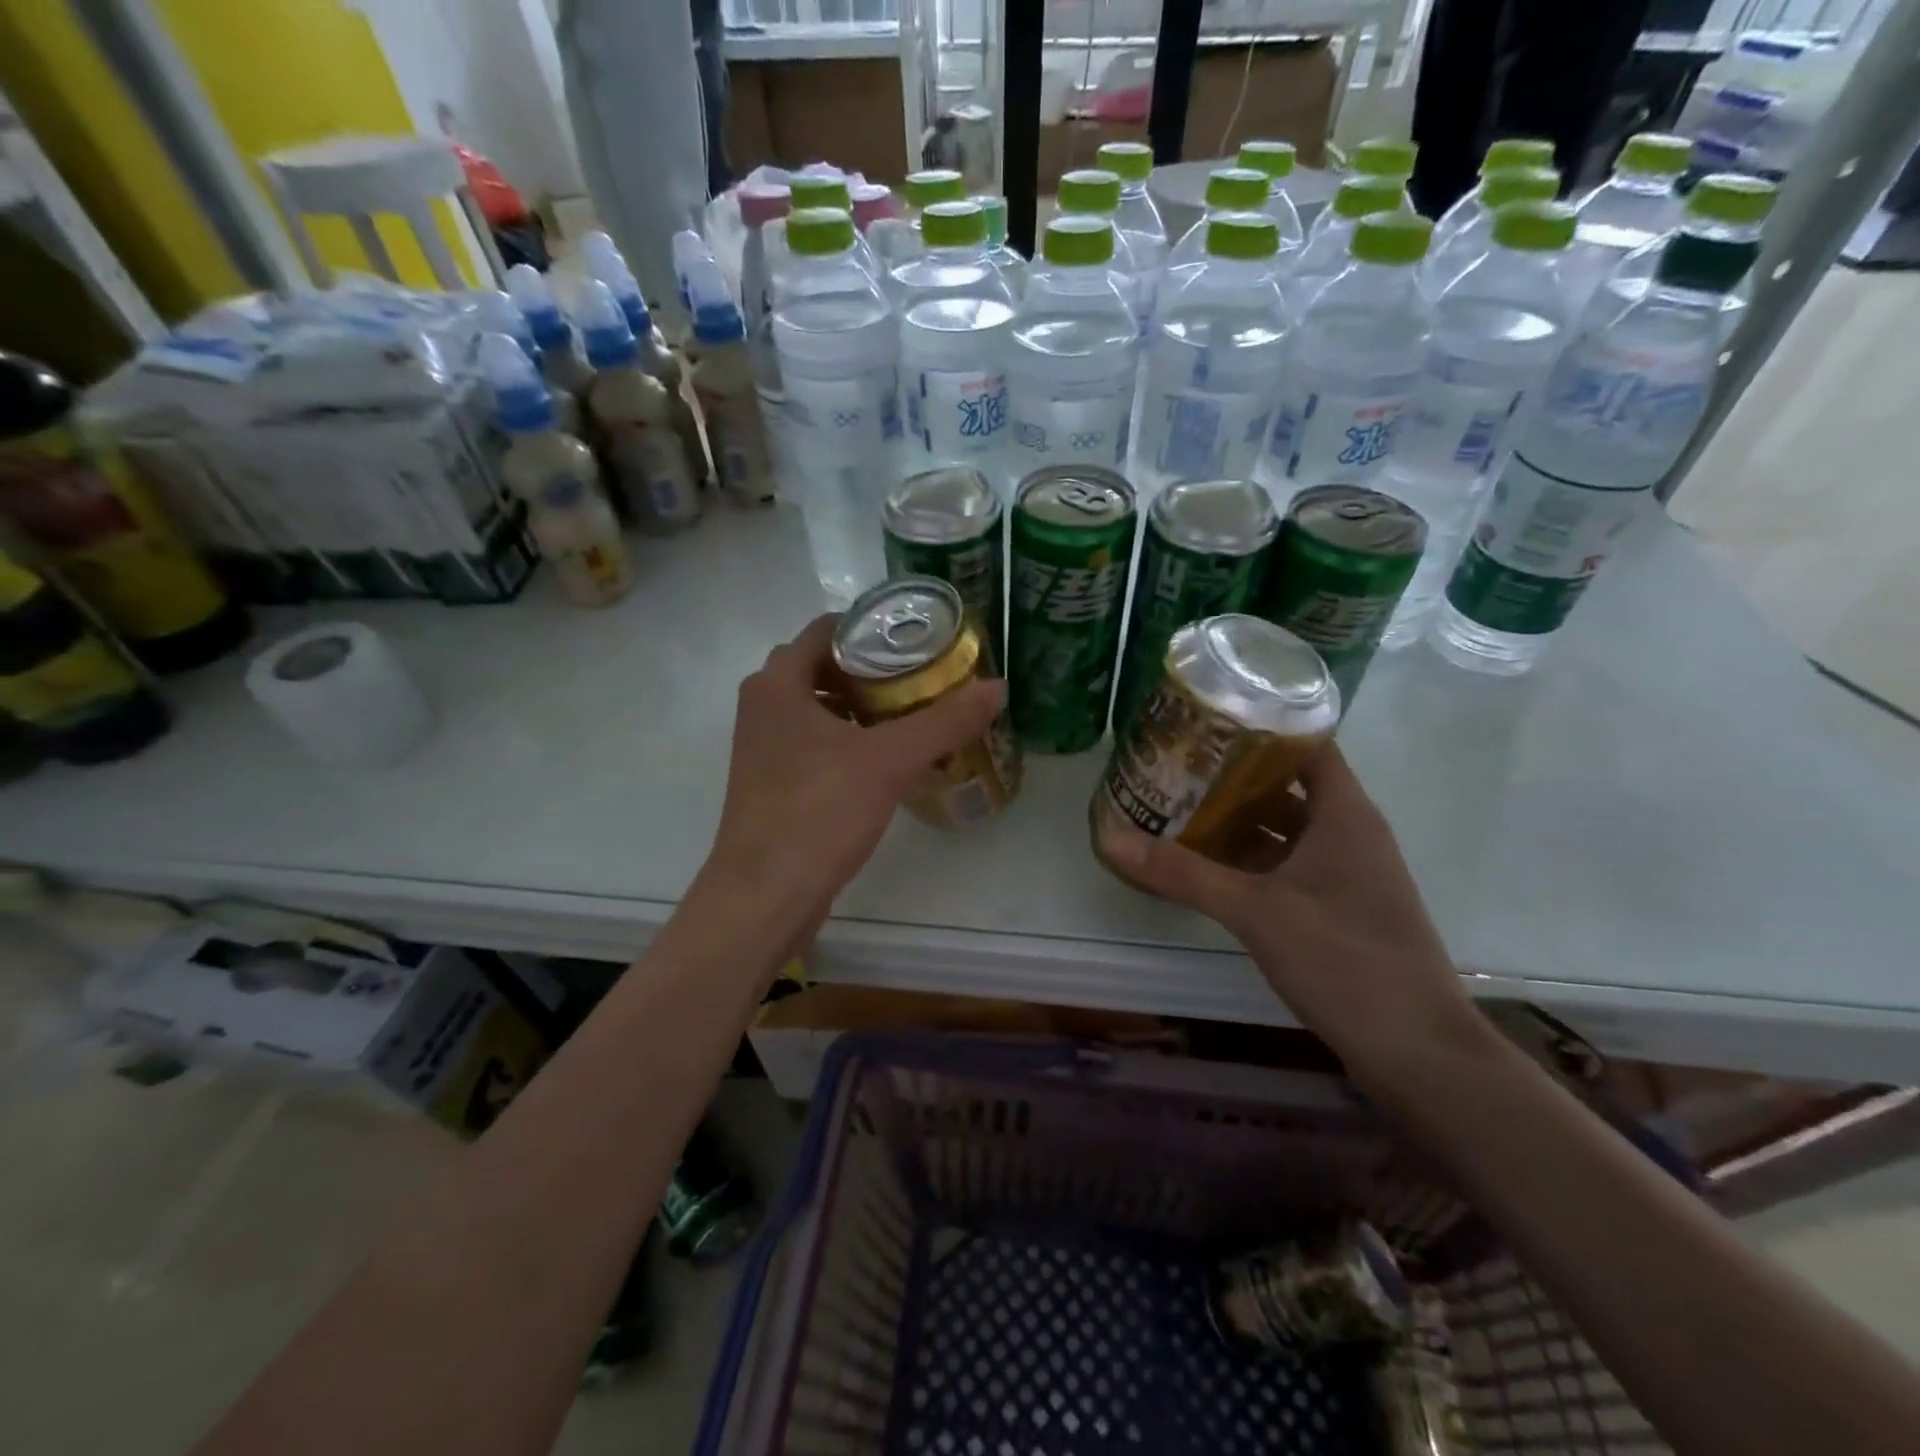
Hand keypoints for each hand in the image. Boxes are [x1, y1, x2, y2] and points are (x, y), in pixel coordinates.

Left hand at [702, 614, 1003, 935]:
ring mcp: (764, 746)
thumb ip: (944, 721)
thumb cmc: (818, 812)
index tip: (919, 639)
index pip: (828, 629)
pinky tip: (888, 758)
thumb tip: (998, 687)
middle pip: (825, 667)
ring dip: (863, 706)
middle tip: (926, 675)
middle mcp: (763, 705)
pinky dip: (851, 739)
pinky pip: (817, 742)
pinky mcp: (774, 782)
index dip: (874, 627)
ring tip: (915, 712)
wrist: (765, 895)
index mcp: (778, 683)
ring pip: (820, 707)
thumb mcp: (889, 761)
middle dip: (875, 669)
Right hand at [1098, 744, 1482, 1087]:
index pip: (1305, 743)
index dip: (1259, 725)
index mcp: (1345, 813)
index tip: (1204, 718)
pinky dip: (1251, 859)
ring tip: (1179, 808)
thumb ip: (1182, 873)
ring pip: (1286, 828)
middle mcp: (1350, 833)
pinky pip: (1289, 864)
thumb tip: (1109, 835)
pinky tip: (1209, 867)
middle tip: (1174, 764)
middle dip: (1233, 774)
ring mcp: (1347, 873)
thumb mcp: (1255, 911)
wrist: (1418, 1052)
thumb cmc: (1345, 960)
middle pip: (1288, 784)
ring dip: (1239, 820)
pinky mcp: (1339, 908)